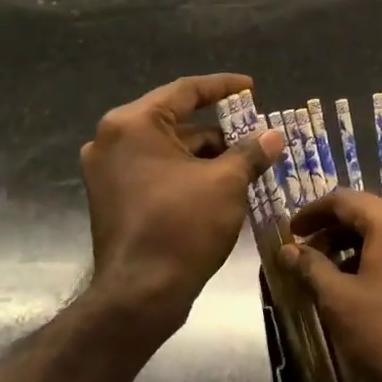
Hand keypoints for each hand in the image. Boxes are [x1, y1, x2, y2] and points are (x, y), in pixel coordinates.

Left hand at [81, 74, 283, 322]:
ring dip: (206, 154)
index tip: (251, 87)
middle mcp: (112, 140)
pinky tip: (221, 184)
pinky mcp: (113, 197)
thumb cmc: (182, 227)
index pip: (185, 91)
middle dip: (219, 129)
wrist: (139, 295)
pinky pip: (157, 171)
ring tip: (247, 163)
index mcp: (133, 124)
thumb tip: (273, 136)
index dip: (223, 87)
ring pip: (168, 149)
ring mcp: (108, 171)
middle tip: (255, 133)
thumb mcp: (226, 183)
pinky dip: (187, 173)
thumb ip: (250, 152)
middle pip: (175, 121)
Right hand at [279, 190, 381, 381]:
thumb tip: (287, 250)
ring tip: (337, 273)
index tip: (292, 232)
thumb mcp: (340, 302)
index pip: (343, 200)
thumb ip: (311, 268)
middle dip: (336, 231)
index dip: (313, 213)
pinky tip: (373, 285)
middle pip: (371, 213)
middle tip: (310, 255)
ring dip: (361, 245)